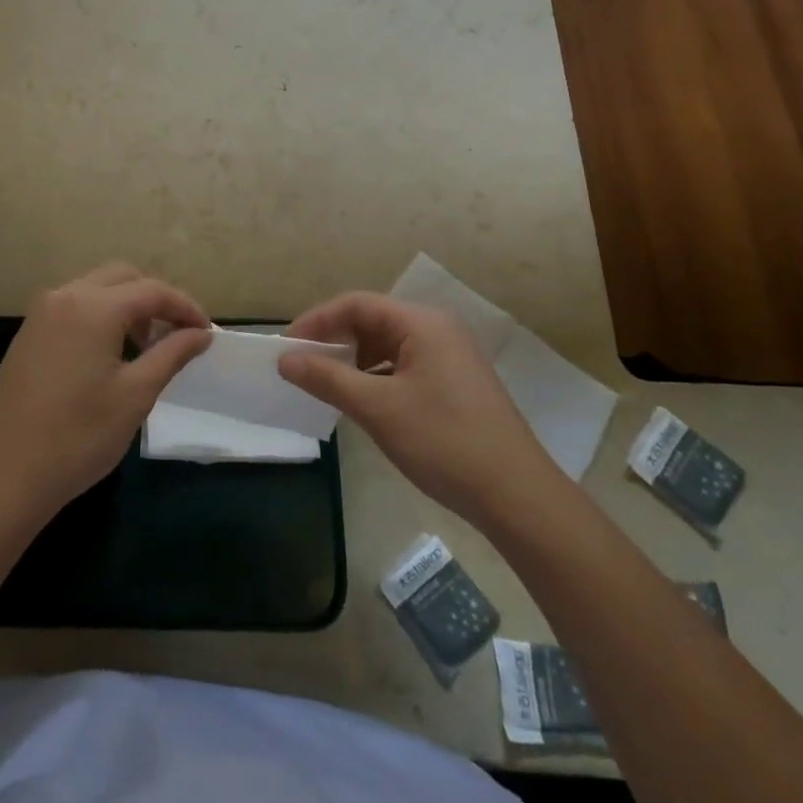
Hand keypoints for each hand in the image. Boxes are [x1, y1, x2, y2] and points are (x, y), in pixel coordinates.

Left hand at [0, 264, 211, 534]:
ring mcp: (40, 313)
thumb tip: (201, 333)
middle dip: (155, 300)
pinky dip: (100, 317)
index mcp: (93, 306)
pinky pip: (73, 307)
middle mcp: (64, 296)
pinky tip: (109, 355)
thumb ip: (172, 354)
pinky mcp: (27, 334)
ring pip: (95, 290)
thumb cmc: (78, 437)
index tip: (207, 333)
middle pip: (122, 278)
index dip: (185, 308)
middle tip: (177, 336)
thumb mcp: (135, 395)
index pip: (152, 290)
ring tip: (146, 348)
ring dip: (126, 306)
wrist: (3, 476)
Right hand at [281, 293, 558, 526]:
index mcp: (422, 323)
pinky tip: (361, 401)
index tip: (286, 347)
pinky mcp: (454, 383)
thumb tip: (285, 359)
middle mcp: (437, 329)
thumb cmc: (444, 442)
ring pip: (387, 345)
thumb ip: (327, 378)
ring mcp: (449, 356)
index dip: (317, 321)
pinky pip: (403, 366)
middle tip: (301, 365)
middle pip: (372, 321)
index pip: (356, 304)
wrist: (517, 497)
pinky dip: (375, 377)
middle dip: (334, 340)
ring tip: (325, 384)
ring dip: (353, 361)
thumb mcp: (377, 408)